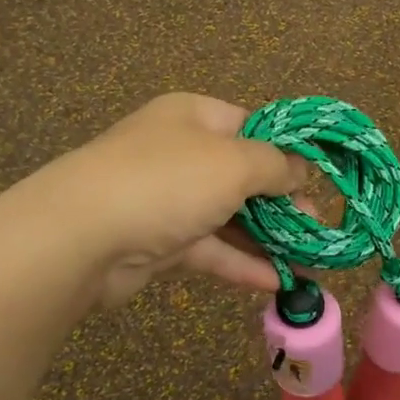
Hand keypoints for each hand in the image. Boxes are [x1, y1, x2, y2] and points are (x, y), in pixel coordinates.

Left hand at [24, 93, 310, 308]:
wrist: (81, 236)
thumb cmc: (167, 181)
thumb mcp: (234, 162)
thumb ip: (275, 165)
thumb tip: (300, 170)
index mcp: (195, 117)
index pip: (252, 125)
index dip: (286, 150)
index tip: (317, 177)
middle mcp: (180, 152)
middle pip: (242, 174)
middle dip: (282, 201)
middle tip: (317, 225)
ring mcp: (167, 199)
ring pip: (228, 216)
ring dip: (267, 237)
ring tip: (308, 259)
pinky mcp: (159, 242)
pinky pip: (210, 249)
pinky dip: (241, 263)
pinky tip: (276, 282)